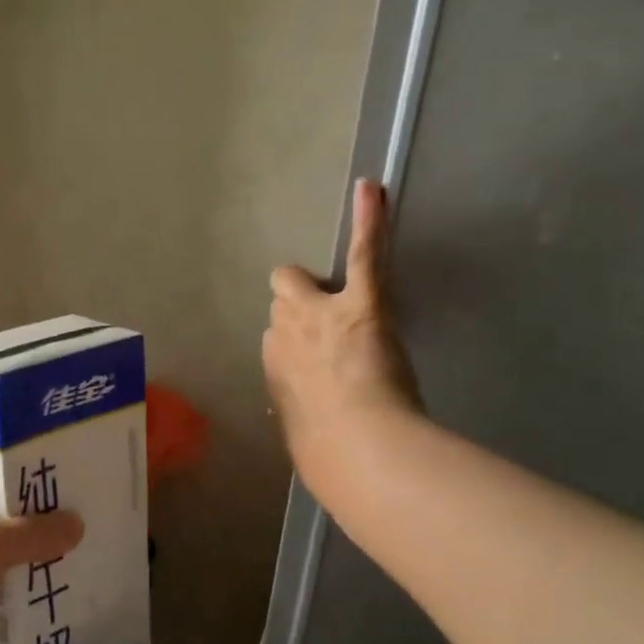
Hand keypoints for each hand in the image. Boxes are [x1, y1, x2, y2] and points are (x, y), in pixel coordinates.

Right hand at [264, 177, 423, 492]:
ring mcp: (319, 315)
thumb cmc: (328, 455)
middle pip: (280, 303)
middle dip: (297, 305)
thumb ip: (299, 414)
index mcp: (272, 368)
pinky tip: (371, 189)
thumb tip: (303, 425)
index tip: (312, 354)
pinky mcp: (361, 304)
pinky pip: (362, 254)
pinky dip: (368, 220)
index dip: (295, 340)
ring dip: (316, 286)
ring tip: (346, 293)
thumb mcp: (301, 434)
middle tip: (327, 324)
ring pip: (298, 283)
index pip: (275, 338)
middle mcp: (283, 335)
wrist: (356, 449)